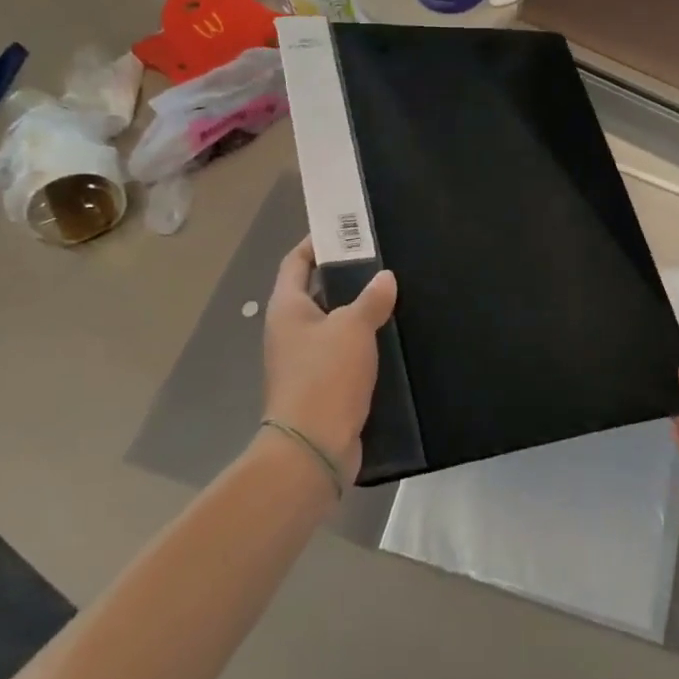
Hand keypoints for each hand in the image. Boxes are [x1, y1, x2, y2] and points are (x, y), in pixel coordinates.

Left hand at [262, 237, 396, 482]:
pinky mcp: (321, 385)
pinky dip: (361, 342)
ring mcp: (303, 360)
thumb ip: (371, 299)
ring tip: (392, 296)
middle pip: (315, 292)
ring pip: (332, 324)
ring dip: (357, 312)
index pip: (296, 262)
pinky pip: (342, 353)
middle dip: (345, 276)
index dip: (316, 243)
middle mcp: (289, 330)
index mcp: (287, 308)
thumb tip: (385, 277)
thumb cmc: (325, 376)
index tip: (345, 231)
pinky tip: (390, 338)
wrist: (313, 447)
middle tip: (381, 262)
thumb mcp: (353, 328)